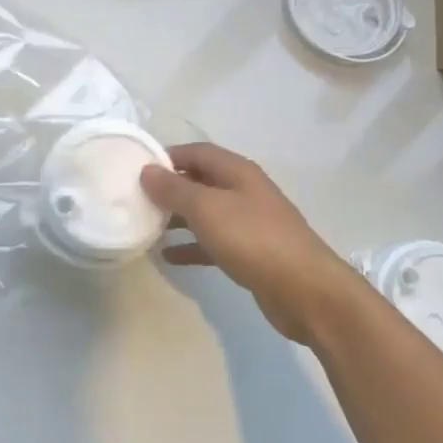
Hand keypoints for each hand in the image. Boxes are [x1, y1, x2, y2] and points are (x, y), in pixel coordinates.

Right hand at [141, 143, 366, 344]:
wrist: (305, 290)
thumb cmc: (253, 239)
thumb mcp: (207, 209)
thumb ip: (175, 189)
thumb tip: (147, 170)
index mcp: (237, 172)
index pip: (198, 152)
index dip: (168, 156)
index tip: (137, 168)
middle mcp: (244, 191)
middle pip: (201, 181)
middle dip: (170, 188)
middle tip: (137, 199)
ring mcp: (249, 223)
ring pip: (206, 213)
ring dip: (178, 218)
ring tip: (146, 227)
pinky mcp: (251, 253)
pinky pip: (214, 242)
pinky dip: (192, 246)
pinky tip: (169, 257)